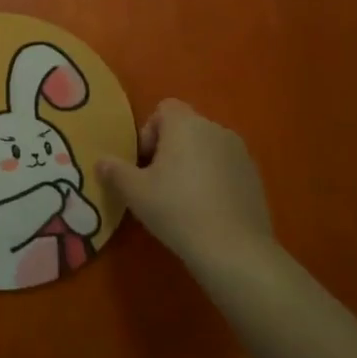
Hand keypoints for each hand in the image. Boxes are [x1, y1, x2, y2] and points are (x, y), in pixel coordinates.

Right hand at [97, 99, 276, 277]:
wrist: (234, 249)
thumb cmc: (177, 209)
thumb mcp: (134, 192)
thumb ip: (115, 170)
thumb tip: (101, 161)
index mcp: (186, 125)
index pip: (164, 108)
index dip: (149, 132)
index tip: (144, 163)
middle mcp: (216, 129)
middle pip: (185, 128)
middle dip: (169, 150)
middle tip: (157, 183)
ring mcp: (240, 153)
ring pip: (206, 148)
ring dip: (192, 164)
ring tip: (182, 199)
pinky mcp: (255, 177)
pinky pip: (225, 168)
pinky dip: (213, 180)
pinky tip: (206, 210)